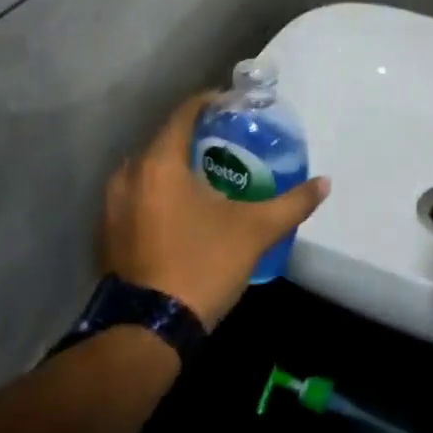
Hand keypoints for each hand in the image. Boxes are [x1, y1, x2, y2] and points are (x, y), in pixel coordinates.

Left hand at [100, 92, 330, 327]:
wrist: (150, 329)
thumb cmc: (203, 265)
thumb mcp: (257, 231)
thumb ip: (293, 203)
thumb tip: (325, 183)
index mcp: (159, 164)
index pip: (183, 113)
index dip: (210, 103)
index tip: (234, 106)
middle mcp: (128, 176)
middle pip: (165, 140)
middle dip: (196, 137)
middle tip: (230, 142)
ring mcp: (112, 206)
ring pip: (149, 170)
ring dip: (176, 166)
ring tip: (210, 175)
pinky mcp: (108, 232)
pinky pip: (138, 195)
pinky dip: (160, 192)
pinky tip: (184, 209)